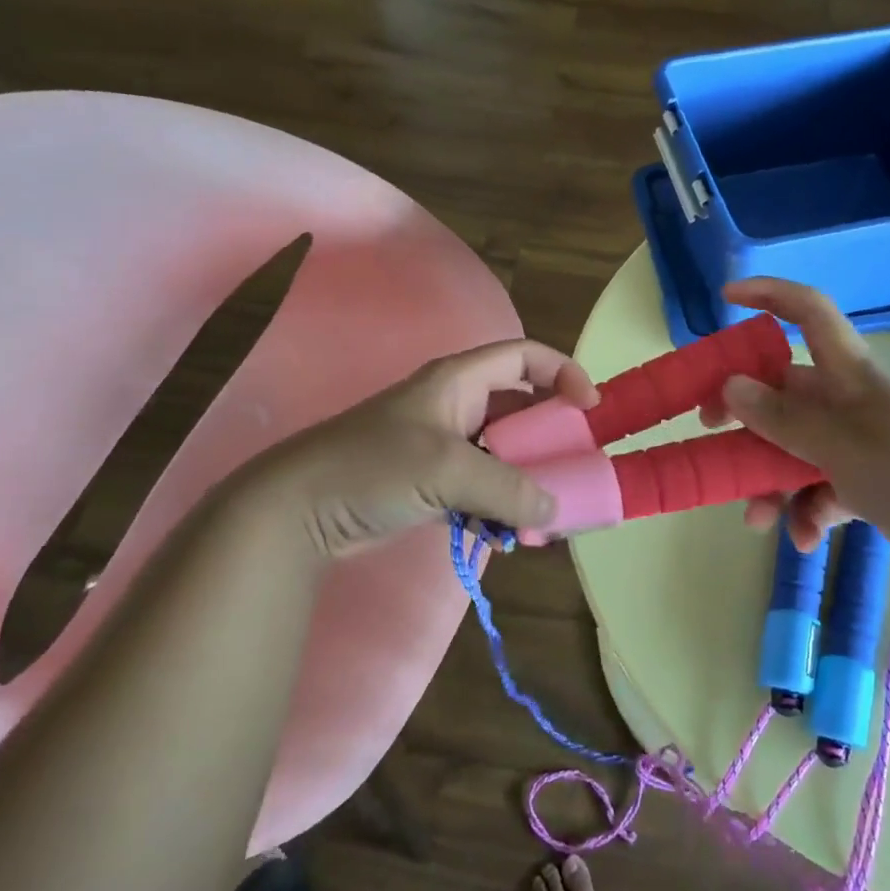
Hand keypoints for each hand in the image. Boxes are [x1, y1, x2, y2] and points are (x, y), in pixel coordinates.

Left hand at [253, 339, 598, 558]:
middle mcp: (456, 407)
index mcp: (458, 381)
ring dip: (528, 481)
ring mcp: (444, 447)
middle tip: (576, 469)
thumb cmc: (372, 467)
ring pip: (504, 454)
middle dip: (551, 439)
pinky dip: (500, 506)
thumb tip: (554, 509)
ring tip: (547, 513)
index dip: (563, 372)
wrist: (299, 510)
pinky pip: (483, 488)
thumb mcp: (445, 468)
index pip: (523, 356)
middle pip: (521, 409)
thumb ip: (506, 488)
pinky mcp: (433, 483)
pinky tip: (509, 534)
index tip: (590, 408)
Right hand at [708, 278, 889, 572]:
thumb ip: (783, 419)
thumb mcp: (842, 444)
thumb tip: (729, 386)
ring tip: (757, 519)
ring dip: (770, 481)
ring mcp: (857, 444)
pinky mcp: (868, 484)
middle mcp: (847, 402)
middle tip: (709, 430)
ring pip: (794, 449)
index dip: (769, 295)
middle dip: (744, 414)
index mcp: (847, 375)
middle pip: (783, 393)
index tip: (725, 300)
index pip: (808, 313)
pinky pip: (820, 489)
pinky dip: (807, 511)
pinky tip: (803, 539)